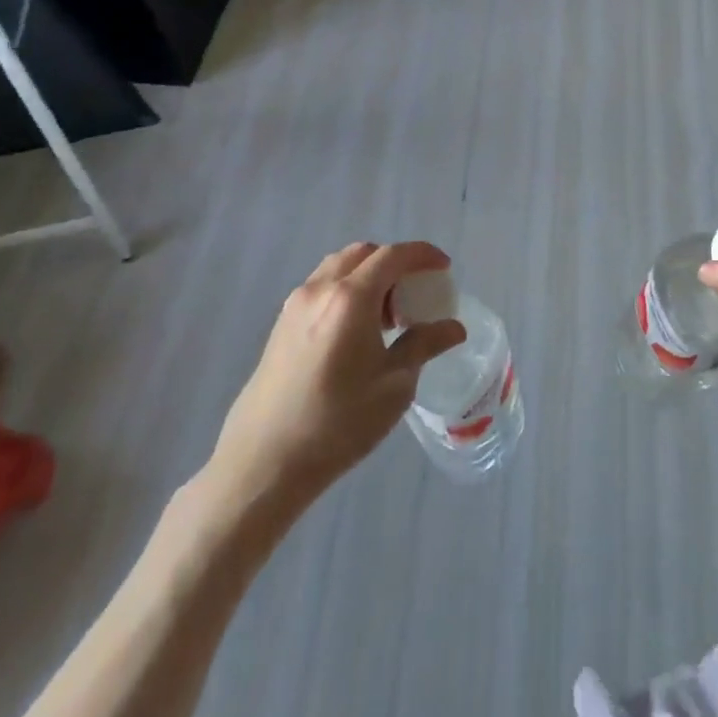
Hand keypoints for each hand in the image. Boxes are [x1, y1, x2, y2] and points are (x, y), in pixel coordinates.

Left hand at [204, 242, 466, 507]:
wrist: (264, 463)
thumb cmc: (338, 423)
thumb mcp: (394, 385)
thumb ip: (424, 345)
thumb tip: (454, 327)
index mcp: (351, 298)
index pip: (393, 256)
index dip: (423, 255)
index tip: (444, 268)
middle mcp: (320, 289)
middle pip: (363, 253)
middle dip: (394, 262)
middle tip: (415, 291)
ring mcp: (295, 305)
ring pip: (338, 268)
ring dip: (368, 276)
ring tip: (387, 315)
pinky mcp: (281, 325)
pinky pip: (322, 288)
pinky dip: (347, 290)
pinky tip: (357, 331)